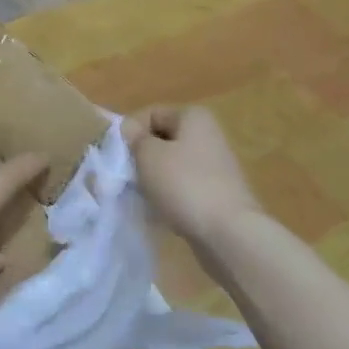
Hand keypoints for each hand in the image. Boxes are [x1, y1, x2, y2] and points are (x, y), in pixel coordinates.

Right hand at [124, 104, 258, 244]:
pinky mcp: (217, 193)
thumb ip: (135, 138)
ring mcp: (215, 166)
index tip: (119, 156)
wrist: (229, 234)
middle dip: (142, 156)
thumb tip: (130, 129)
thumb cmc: (185, 185)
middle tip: (128, 175)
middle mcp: (208, 135)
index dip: (131, 132)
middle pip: (162, 139)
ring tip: (143, 195)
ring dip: (154, 178)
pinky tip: (161, 210)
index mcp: (194, 117)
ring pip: (171, 165)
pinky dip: (170, 195)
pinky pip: (184, 186)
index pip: (150, 114)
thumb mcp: (148, 155)